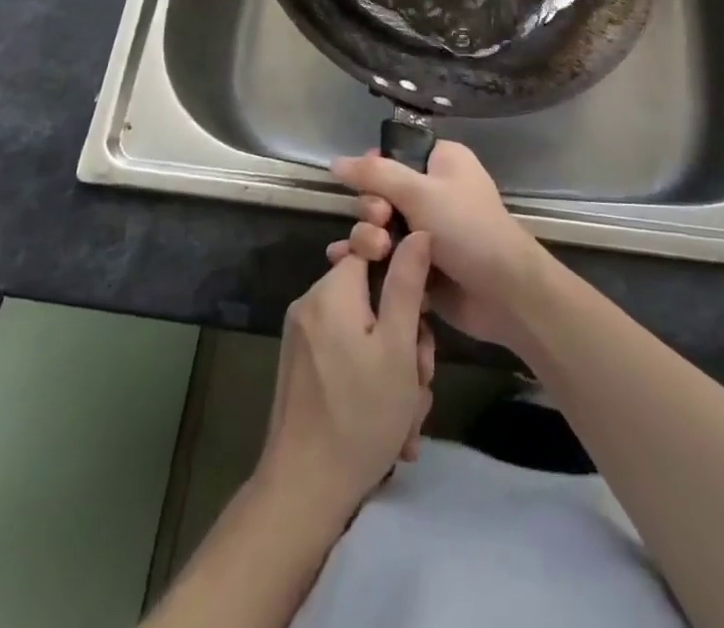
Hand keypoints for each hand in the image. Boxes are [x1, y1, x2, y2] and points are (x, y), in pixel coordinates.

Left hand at [258, 233, 435, 522]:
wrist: (303, 492)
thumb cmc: (360, 415)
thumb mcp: (398, 347)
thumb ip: (407, 284)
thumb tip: (418, 232)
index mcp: (331, 290)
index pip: (373, 251)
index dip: (404, 277)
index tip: (422, 315)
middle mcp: (311, 305)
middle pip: (372, 297)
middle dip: (405, 337)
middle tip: (420, 378)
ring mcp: (302, 338)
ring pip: (365, 332)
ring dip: (394, 368)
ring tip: (408, 414)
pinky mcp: (301, 368)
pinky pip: (346, 355)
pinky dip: (371, 380)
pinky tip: (390, 424)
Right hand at [330, 141, 552, 349]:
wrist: (504, 293)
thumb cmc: (467, 228)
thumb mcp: (420, 193)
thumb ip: (375, 174)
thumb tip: (335, 161)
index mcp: (440, 162)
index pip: (393, 154)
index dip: (374, 170)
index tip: (368, 186)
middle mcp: (431, 191)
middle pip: (379, 192)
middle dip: (371, 209)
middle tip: (382, 223)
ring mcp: (424, 230)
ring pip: (377, 226)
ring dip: (367, 238)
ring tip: (375, 253)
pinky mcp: (417, 264)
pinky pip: (383, 255)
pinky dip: (367, 260)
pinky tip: (346, 265)